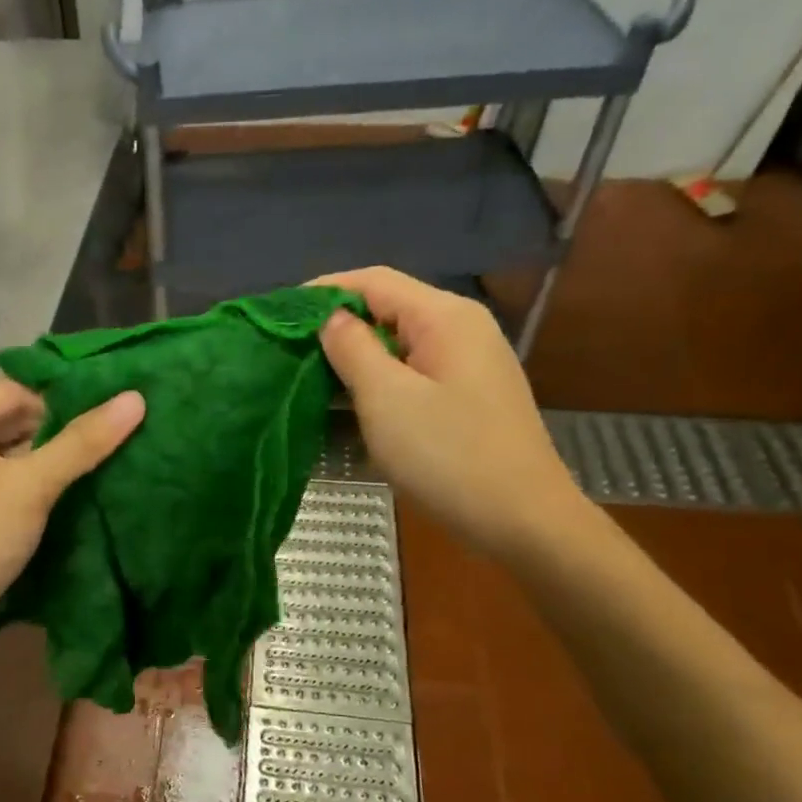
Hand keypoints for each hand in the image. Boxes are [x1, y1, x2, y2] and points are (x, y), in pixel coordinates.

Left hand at [0, 378, 144, 642]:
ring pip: (7, 449)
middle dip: (55, 430)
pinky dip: (29, 479)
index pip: (13, 390)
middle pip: (9, 417)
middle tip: (107, 440)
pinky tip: (65, 489)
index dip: (60, 401)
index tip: (104, 417)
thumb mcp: (32, 486)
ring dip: (46, 457)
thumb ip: (82, 442)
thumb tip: (135, 398)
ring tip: (95, 462)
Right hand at [315, 267, 586, 558]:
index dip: (323, 291)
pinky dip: (375, 383)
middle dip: (335, 327)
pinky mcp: (465, 398)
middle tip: (287, 352)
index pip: (373, 281)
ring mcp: (467, 365)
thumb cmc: (448, 455)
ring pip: (396, 346)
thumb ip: (353, 349)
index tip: (280, 315)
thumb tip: (332, 318)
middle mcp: (460, 329)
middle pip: (386, 310)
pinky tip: (346, 407)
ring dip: (352, 359)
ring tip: (306, 380)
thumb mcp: (386, 398)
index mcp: (444, 317)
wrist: (522, 521)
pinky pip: (410, 375)